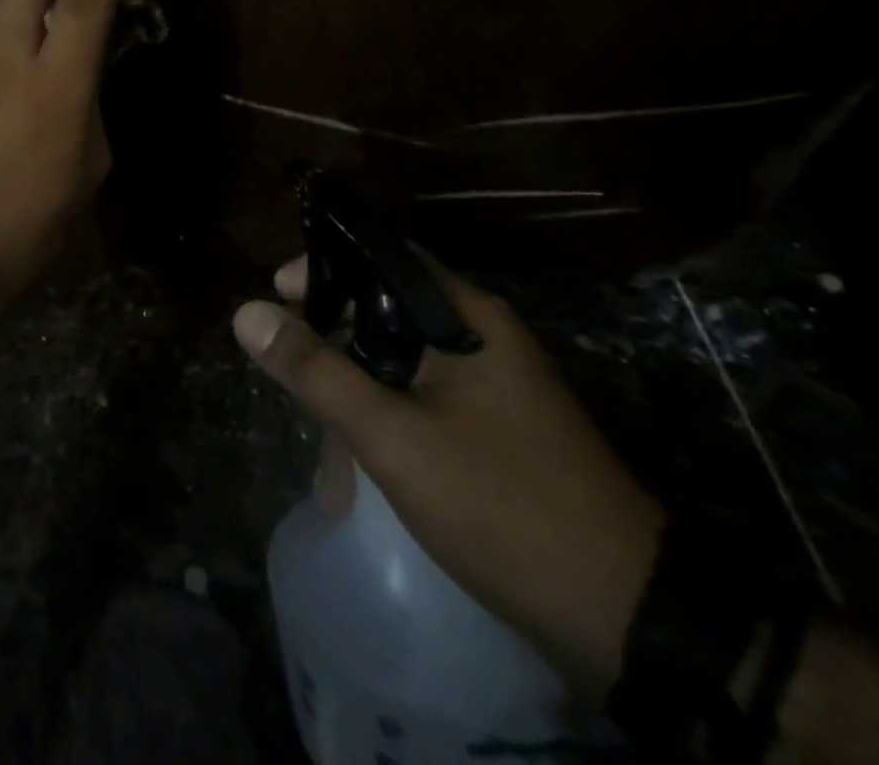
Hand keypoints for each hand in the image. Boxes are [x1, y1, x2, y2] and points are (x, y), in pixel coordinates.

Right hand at [234, 254, 665, 697]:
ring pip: (400, 366)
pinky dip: (385, 426)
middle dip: (331, 347)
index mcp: (466, 317)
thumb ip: (316, 371)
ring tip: (327, 463)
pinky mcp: (497, 432)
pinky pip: (422, 404)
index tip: (276, 293)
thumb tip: (246, 312)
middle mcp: (481, 338)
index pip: (381, 258)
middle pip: (384, 314)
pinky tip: (361, 477)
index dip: (323, 268)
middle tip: (290, 377)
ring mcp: (494, 387)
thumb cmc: (502, 505)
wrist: (632, 620)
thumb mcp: (393, 437)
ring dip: (355, 399)